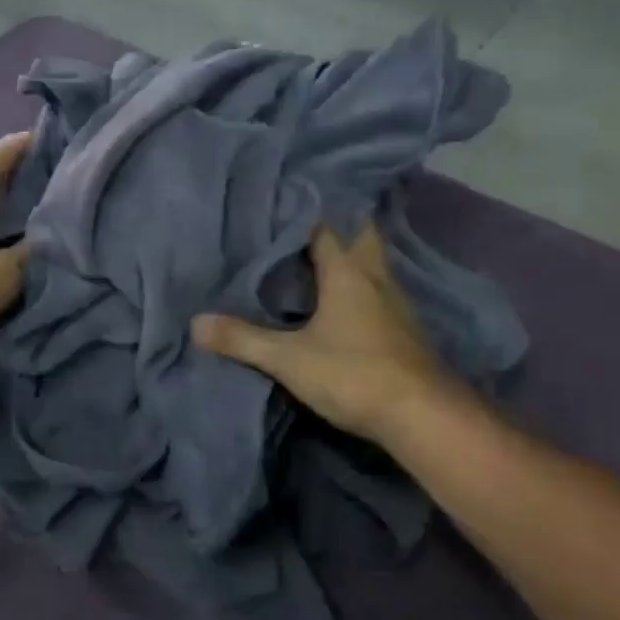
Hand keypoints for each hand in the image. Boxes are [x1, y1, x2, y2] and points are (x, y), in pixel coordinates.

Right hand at [193, 223, 478, 448]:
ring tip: (318, 254)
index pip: (326, 227)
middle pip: (360, 236)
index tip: (280, 202)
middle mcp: (376, 279)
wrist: (424, 417)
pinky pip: (379, 292)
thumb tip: (195, 323)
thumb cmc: (354, 374)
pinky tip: (345, 300)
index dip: (304, 212)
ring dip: (351, 255)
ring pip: (373, 265)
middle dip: (338, 224)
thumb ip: (243, 339)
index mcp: (348, 273)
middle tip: (305, 220)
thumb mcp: (289, 359)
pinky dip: (361, 286)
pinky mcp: (405, 330)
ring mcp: (397, 305)